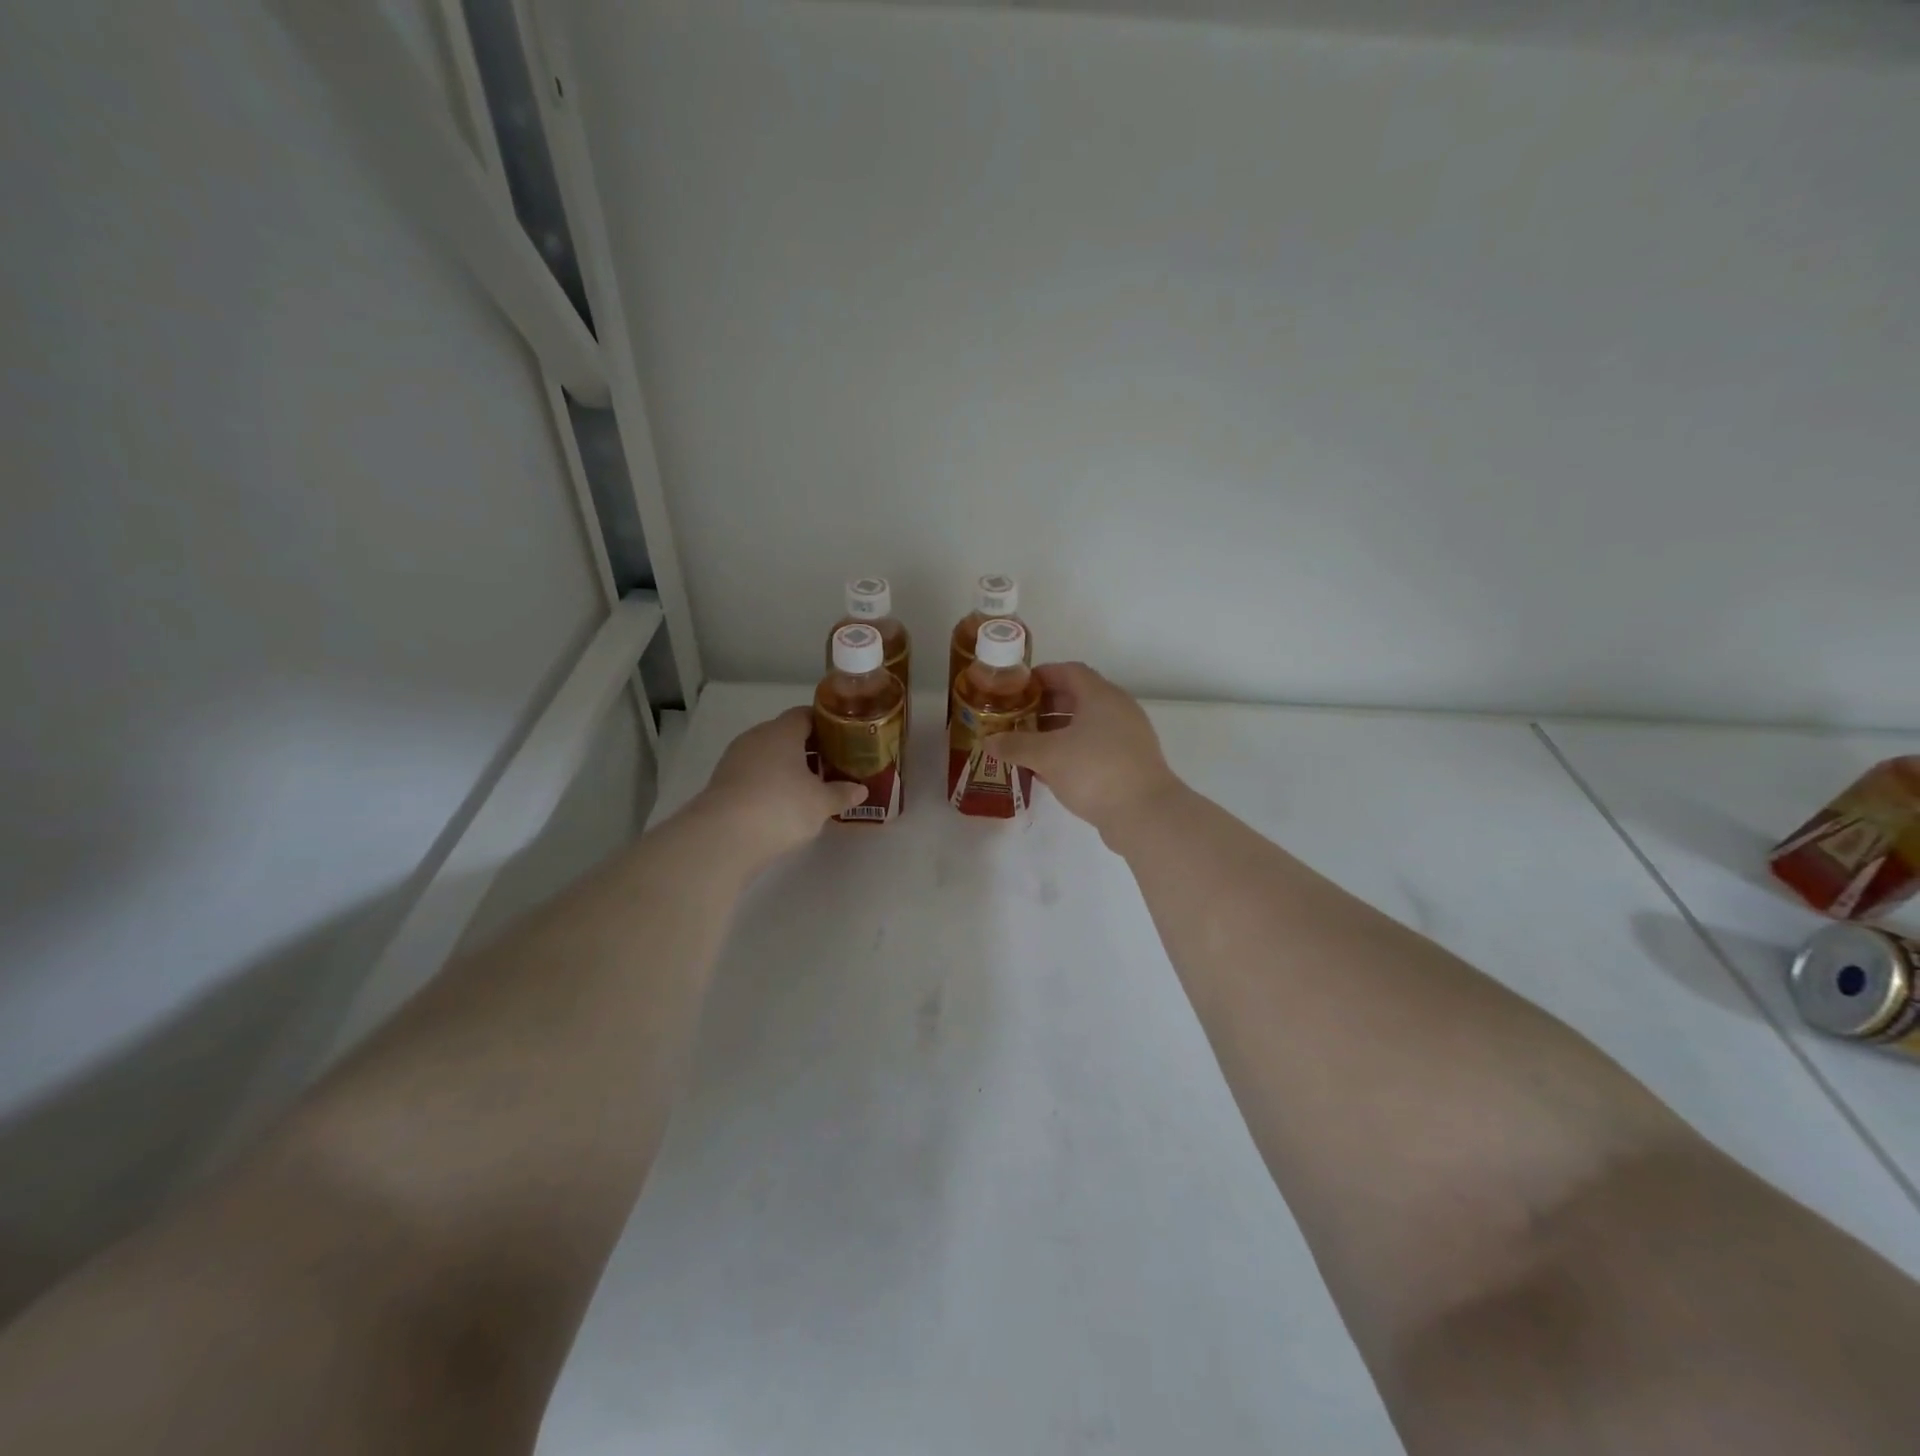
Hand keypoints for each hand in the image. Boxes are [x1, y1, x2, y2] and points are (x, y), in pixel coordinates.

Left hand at [691, 707, 866, 863]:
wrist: (724, 836)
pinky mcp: (722, 782)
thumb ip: (841, 793)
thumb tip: (860, 790)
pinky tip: (780, 803)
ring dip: (786, 767)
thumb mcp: (821, 803)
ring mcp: (735, 759)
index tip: (842, 739)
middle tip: (829, 766)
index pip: (805, 715)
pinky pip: (752, 774)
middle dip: (807, 749)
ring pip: (767, 755)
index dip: (825, 725)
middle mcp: (756, 737)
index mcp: (782, 731)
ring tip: (807, 788)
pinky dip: (768, 783)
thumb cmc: (782, 807)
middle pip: (785, 734)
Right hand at [983, 663, 1184, 837]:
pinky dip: (1072, 750)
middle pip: (1078, 697)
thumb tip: (987, 741)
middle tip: (1017, 718)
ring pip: (1086, 724)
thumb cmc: (1094, 771)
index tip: (1016, 688)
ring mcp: (1128, 737)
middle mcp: (1118, 709)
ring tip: (1028, 745)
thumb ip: (1015, 745)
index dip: (1041, 676)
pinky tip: (1051, 770)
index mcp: (1101, 696)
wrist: (1145, 814)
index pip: (1069, 671)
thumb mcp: (1047, 756)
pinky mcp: (1130, 762)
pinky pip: (1095, 746)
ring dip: (1057, 731)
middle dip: (1045, 706)